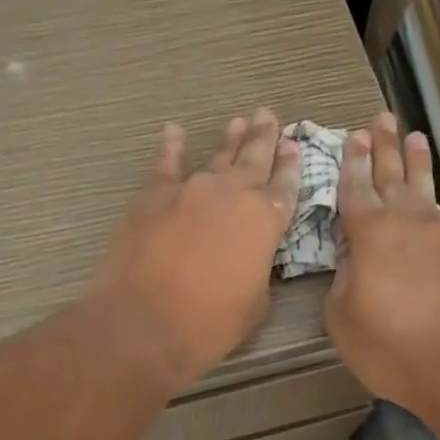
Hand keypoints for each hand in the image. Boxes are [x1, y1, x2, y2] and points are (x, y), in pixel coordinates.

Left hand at [87, 110, 301, 390]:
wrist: (144, 323)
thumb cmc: (209, 323)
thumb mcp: (254, 301)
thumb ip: (258, 267)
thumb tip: (250, 254)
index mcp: (265, 221)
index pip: (285, 187)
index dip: (291, 166)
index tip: (294, 144)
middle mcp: (232, 195)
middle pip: (253, 160)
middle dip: (264, 138)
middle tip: (269, 116)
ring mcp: (190, 189)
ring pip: (216, 158)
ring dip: (229, 141)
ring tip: (239, 122)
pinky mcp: (153, 195)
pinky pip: (166, 163)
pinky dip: (171, 146)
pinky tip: (174, 131)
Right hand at [326, 112, 439, 415]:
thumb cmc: (390, 347)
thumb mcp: (342, 318)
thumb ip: (344, 280)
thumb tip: (354, 257)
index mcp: (370, 235)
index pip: (355, 190)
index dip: (351, 164)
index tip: (352, 138)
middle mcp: (408, 223)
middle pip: (392, 177)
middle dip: (384, 148)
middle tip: (380, 120)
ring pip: (431, 188)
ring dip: (423, 162)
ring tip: (418, 135)